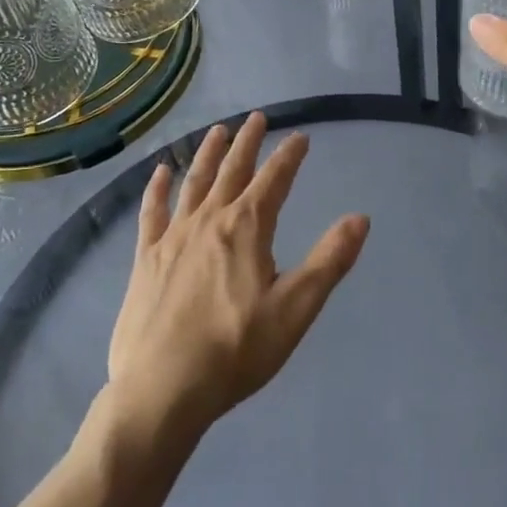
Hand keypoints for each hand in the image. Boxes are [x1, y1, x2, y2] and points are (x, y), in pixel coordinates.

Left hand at [105, 114, 368, 442]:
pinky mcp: (146, 257)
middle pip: (232, 170)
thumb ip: (329, 261)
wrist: (162, 389)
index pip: (274, 180)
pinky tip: (159, 172)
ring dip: (208, 153)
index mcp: (247, 228)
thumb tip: (360, 218)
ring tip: (218, 131)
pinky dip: (157, 188)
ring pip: (193, 182)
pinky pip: (152, 212)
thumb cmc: (235, 351)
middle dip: (248, 142)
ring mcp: (174, 236)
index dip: (289, 156)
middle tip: (257, 118)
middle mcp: (209, 220)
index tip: (300, 136)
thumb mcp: (295, 310)